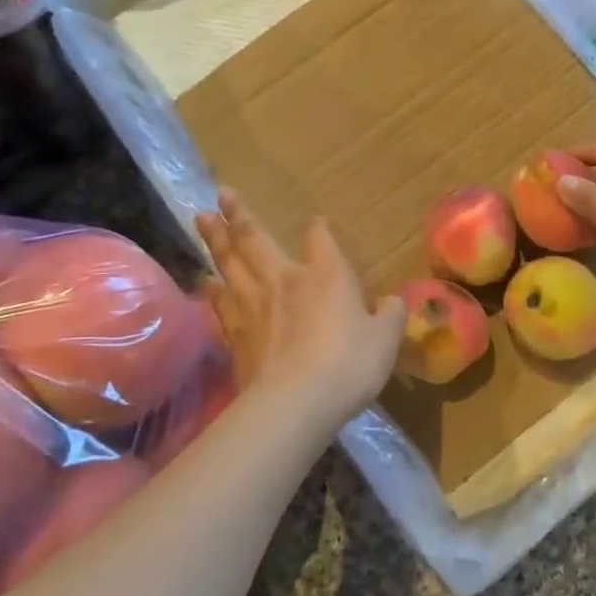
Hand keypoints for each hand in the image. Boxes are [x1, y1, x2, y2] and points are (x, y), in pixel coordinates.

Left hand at [197, 192, 405, 433]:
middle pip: (257, 240)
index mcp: (327, 276)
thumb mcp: (386, 339)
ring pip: (230, 263)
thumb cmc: (348, 363)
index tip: (316, 220)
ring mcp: (254, 306)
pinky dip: (212, 289)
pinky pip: (220, 303)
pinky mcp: (235, 333)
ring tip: (203, 219)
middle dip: (242, 215)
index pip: (321, 242)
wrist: (295, 401)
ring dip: (216, 240)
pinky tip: (206, 282)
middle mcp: (286, 280)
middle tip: (223, 193)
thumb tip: (392, 302)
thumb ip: (390, 316)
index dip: (318, 229)